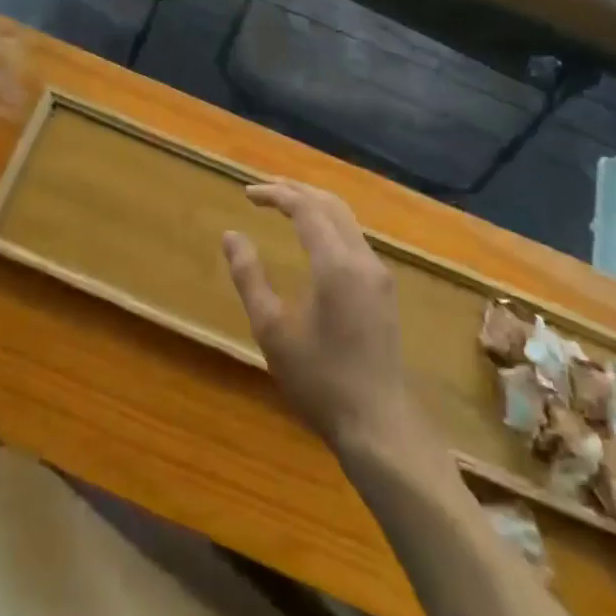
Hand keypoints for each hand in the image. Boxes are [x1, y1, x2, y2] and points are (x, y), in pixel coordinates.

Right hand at [223, 181, 416, 451]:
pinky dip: (328, 223)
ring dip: (314, 204)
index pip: (305, 207)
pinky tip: (312, 237)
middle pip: (330, 204)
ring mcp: (378, 273)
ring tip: (284, 204)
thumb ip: (249, 277)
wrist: (379, 425)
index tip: (247, 194)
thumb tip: (231, 235)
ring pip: (346, 219)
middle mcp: (362, 258)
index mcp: (335, 264)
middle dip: (296, 190)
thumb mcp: (272, 330)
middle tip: (263, 190)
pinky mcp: (384, 289)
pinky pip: (354, 237)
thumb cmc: (319, 380)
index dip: (275, 194)